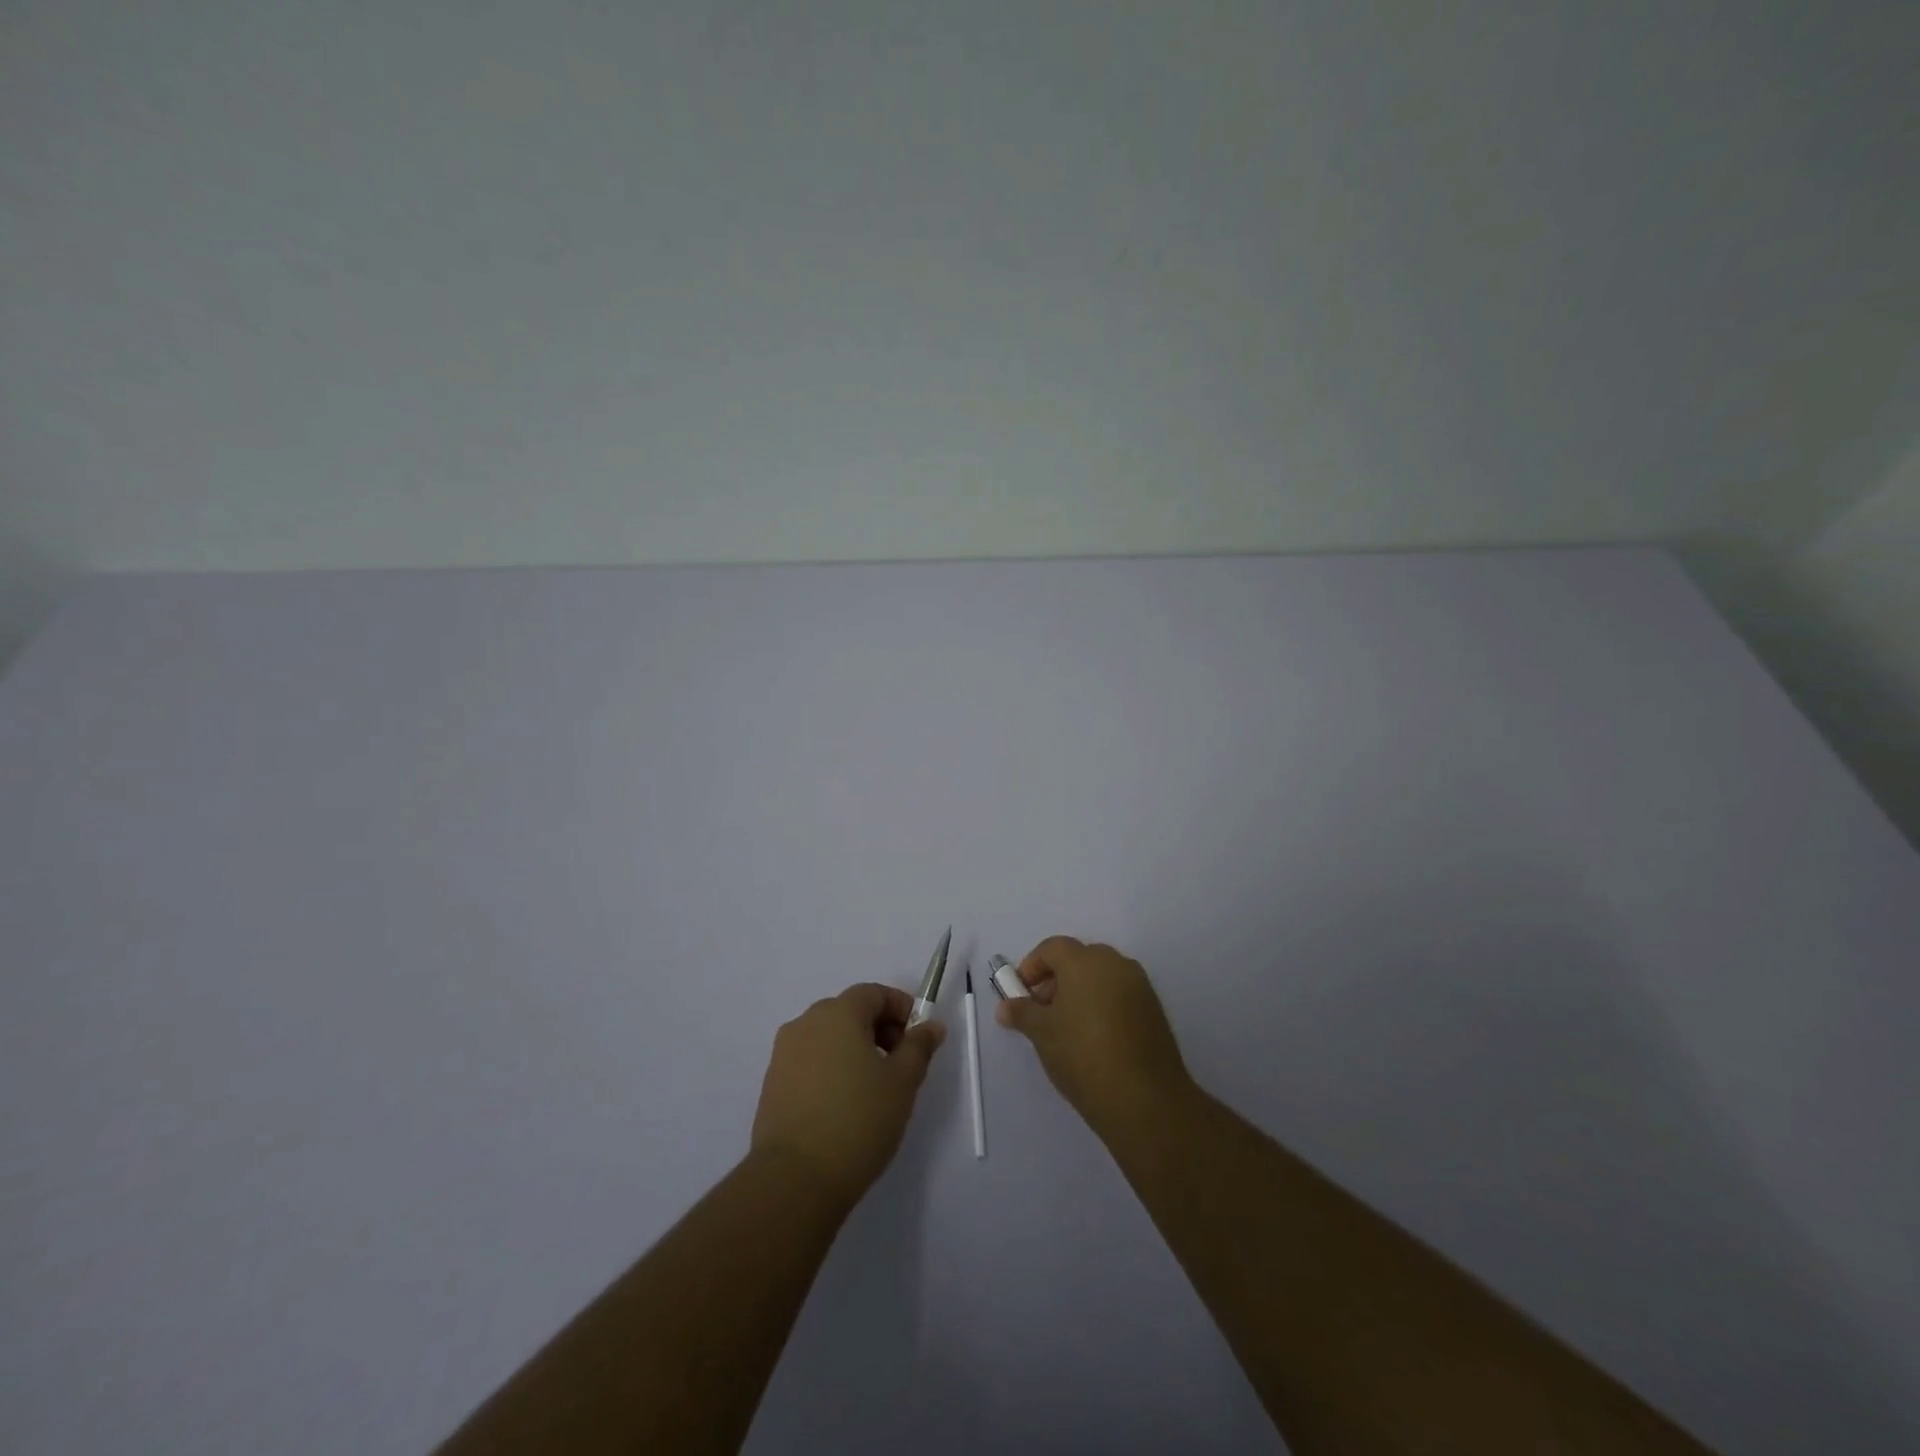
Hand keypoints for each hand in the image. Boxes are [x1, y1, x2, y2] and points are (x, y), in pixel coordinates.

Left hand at [750, 983, 945, 1210]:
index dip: (901, 1009)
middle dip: (879, 1029)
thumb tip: (931, 1026)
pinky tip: (843, 1106)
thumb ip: (919, 1047)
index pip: (874, 993)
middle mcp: (806, 1023)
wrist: (794, 1179)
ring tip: (873, 1089)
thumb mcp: (903, 1082)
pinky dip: (831, 1070)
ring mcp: (784, 1053)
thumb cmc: (858, 1120)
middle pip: (849, 1011)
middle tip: (900, 1065)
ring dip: (854, 1050)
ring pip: (828, 1038)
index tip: (918, 1038)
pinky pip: (810, 1062)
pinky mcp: (772, 1084)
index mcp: (838, 1013)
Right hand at [996, 937, 1193, 1138]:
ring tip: (1068, 1028)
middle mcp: (1115, 963)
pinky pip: (1121, 994)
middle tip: (1043, 1011)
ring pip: (1102, 977)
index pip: (1052, 948)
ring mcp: (1139, 985)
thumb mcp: (1042, 1033)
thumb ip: (1022, 1013)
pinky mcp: (1154, 1009)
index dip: (1032, 966)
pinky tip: (1095, 1038)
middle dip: (1056, 979)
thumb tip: (1005, 1007)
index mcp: (1085, 961)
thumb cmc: (1082, 1055)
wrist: (1144, 1099)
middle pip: (1079, 959)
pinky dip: (1103, 1005)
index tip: (1021, 994)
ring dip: (1081, 992)